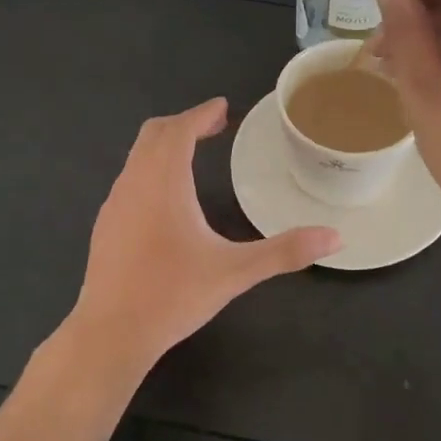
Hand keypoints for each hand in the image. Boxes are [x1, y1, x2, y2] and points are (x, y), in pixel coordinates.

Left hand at [69, 98, 339, 371]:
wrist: (110, 333)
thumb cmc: (172, 295)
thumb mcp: (235, 272)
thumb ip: (285, 252)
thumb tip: (335, 237)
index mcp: (164, 183)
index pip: (179, 130)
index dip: (201, 114)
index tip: (222, 107)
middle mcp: (134, 183)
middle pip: (154, 134)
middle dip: (184, 124)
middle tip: (214, 128)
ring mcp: (114, 204)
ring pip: (137, 156)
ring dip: (165, 146)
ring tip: (192, 156)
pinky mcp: (105, 225)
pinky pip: (129, 179)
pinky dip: (150, 169)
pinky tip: (166, 199)